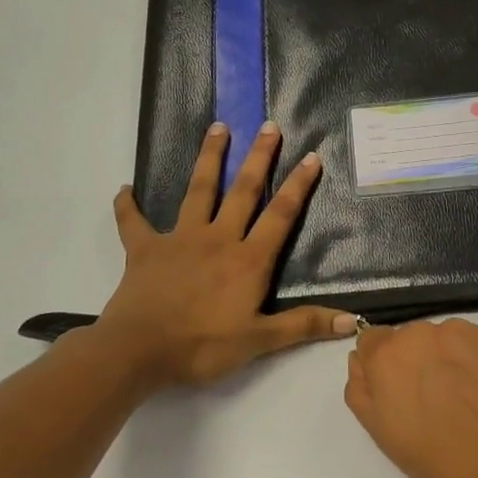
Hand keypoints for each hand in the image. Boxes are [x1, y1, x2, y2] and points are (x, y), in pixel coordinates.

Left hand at [97, 121, 353, 387]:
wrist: (139, 351)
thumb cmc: (203, 346)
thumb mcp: (260, 341)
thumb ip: (304, 325)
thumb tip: (353, 321)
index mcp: (248, 259)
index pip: (281, 215)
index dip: (298, 186)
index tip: (311, 156)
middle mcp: (217, 239)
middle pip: (243, 191)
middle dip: (259, 157)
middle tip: (269, 126)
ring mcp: (179, 239)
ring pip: (198, 191)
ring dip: (209, 158)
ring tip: (218, 128)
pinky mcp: (144, 249)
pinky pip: (133, 223)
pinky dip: (128, 206)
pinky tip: (125, 190)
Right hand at [344, 319, 477, 477]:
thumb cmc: (438, 458)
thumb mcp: (382, 433)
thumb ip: (360, 390)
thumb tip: (360, 361)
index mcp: (385, 356)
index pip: (370, 342)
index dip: (381, 368)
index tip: (396, 393)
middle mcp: (418, 332)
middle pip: (405, 339)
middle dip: (411, 362)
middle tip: (430, 401)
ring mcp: (457, 331)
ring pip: (437, 339)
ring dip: (440, 357)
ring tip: (460, 397)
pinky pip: (466, 341)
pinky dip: (468, 358)